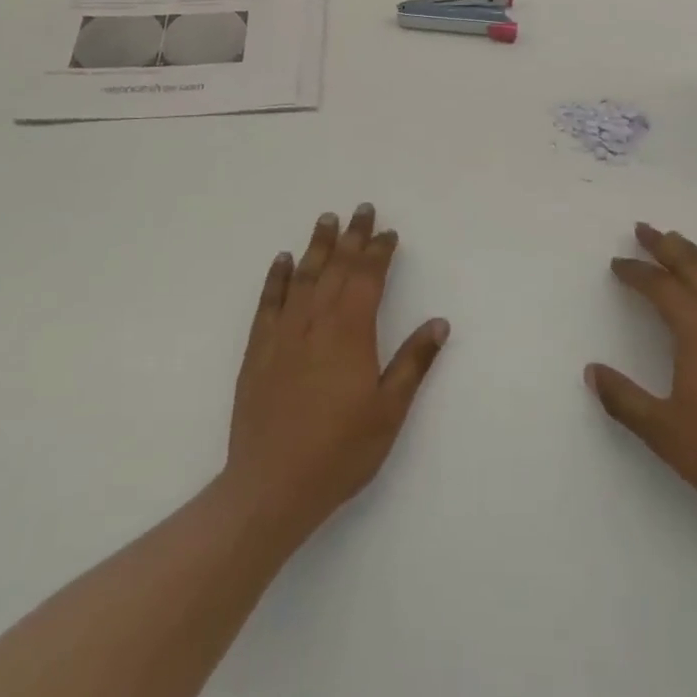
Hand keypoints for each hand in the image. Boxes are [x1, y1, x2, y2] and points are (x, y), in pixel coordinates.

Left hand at [224, 204, 449, 542]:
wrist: (271, 487)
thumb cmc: (339, 451)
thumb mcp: (389, 411)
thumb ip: (413, 362)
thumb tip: (439, 322)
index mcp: (351, 332)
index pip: (368, 277)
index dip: (380, 251)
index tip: (388, 232)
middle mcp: (316, 321)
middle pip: (337, 267)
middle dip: (352, 237)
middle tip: (362, 209)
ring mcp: (284, 333)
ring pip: (304, 276)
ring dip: (317, 245)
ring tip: (326, 219)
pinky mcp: (258, 350)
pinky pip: (269, 302)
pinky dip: (277, 277)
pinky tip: (283, 260)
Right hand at [586, 223, 696, 537]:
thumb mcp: (664, 431)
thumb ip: (624, 400)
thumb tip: (592, 371)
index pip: (660, 286)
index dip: (636, 272)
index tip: (617, 264)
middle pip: (692, 266)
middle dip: (665, 245)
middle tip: (644, 228)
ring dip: (696, 254)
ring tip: (679, 242)